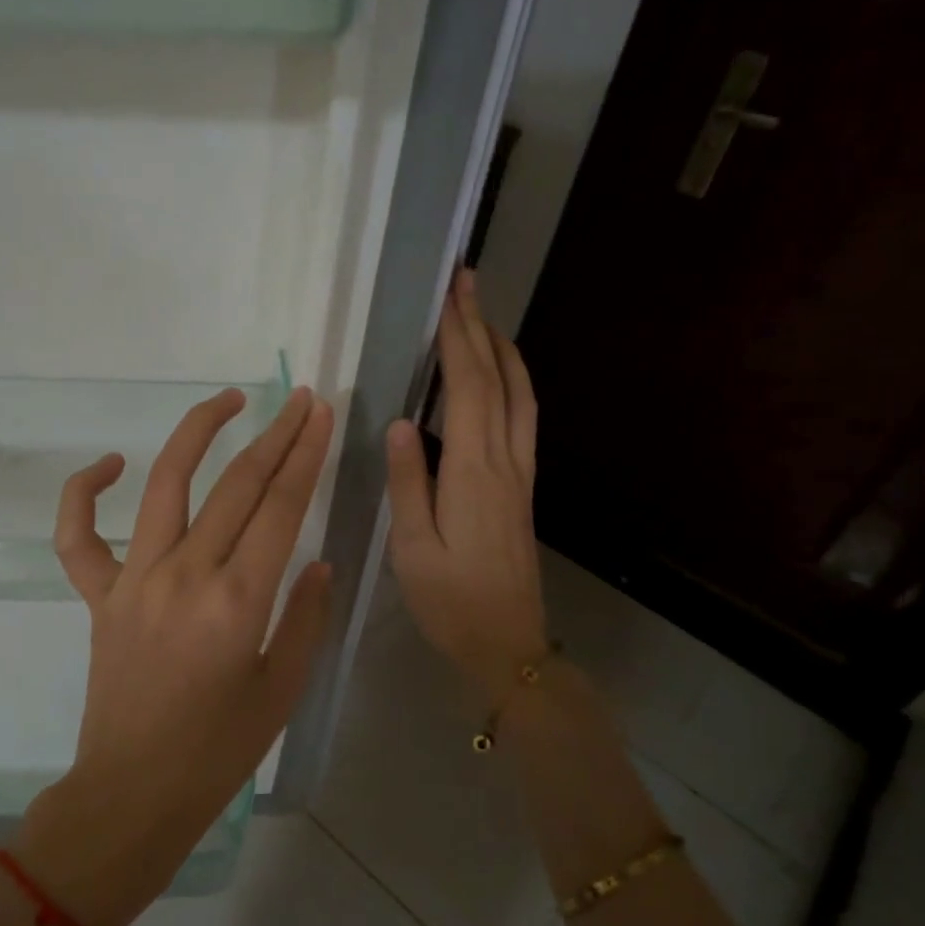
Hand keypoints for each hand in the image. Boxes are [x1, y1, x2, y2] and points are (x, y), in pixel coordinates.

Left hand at [14, 386, 334, 925]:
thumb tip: (319, 560)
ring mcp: (133, 579)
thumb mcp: (283, 689)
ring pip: (165, 484)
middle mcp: (185, 575)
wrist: (134, 792)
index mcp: (238, 602)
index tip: (319, 415)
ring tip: (226, 400)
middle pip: (236, 484)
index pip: (280, 507)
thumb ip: (306, 617)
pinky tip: (110, 463)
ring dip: (197, 433)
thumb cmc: (218, 752)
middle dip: (274, 435)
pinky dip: (84, 492)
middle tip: (298, 400)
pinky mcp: (98, 595)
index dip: (305, 454)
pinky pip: (78, 535)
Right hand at [386, 268, 548, 700]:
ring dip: (503, 351)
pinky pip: (524, 419)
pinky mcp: (524, 488)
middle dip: (481, 328)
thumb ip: (407, 482)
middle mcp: (505, 462)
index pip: (469, 388)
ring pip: (521, 396)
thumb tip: (400, 422)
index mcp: (473, 473)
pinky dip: (514, 383)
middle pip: (499, 381)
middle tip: (468, 283)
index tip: (450, 296)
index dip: (460, 338)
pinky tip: (501, 379)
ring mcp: (521, 474)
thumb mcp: (412, 548)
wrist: (508, 642)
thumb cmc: (450, 600)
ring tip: (484, 318)